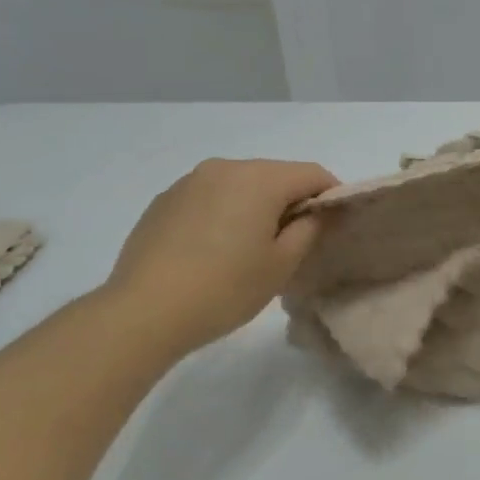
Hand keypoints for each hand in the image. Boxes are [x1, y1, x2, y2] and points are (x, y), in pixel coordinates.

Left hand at [98, 158, 337, 355]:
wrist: (144, 311)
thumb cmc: (225, 288)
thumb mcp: (281, 265)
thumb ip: (309, 230)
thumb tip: (317, 212)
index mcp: (259, 179)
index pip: (312, 173)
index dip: (332, 195)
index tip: (335, 225)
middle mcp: (224, 167)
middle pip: (274, 175)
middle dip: (292, 201)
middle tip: (296, 242)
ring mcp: (189, 182)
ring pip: (239, 185)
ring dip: (256, 207)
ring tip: (251, 248)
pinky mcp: (164, 201)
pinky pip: (209, 197)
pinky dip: (224, 213)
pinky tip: (215, 250)